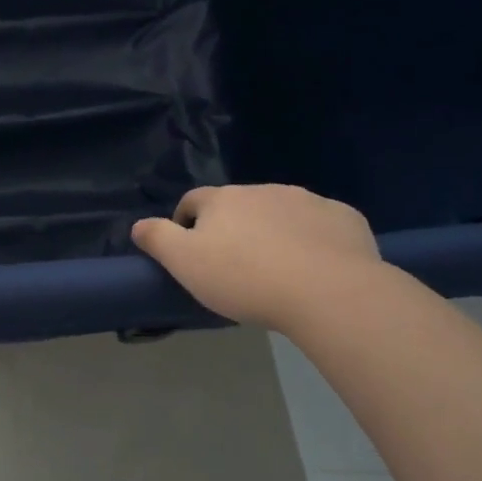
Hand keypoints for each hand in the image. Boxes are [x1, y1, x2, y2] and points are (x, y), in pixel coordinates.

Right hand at [131, 184, 381, 331]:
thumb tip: (138, 225)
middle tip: (236, 267)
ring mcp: (307, 200)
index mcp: (223, 200)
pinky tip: (317, 267)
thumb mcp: (185, 264)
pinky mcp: (343, 217)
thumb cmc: (246, 278)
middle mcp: (263, 190)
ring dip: (274, 231)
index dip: (186, 222)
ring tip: (278, 269)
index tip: (190, 250)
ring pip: (281, 212)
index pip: (193, 201)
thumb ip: (158, 239)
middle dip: (234, 228)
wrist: (327, 290)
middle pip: (239, 205)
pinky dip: (314, 238)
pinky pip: (320, 224)